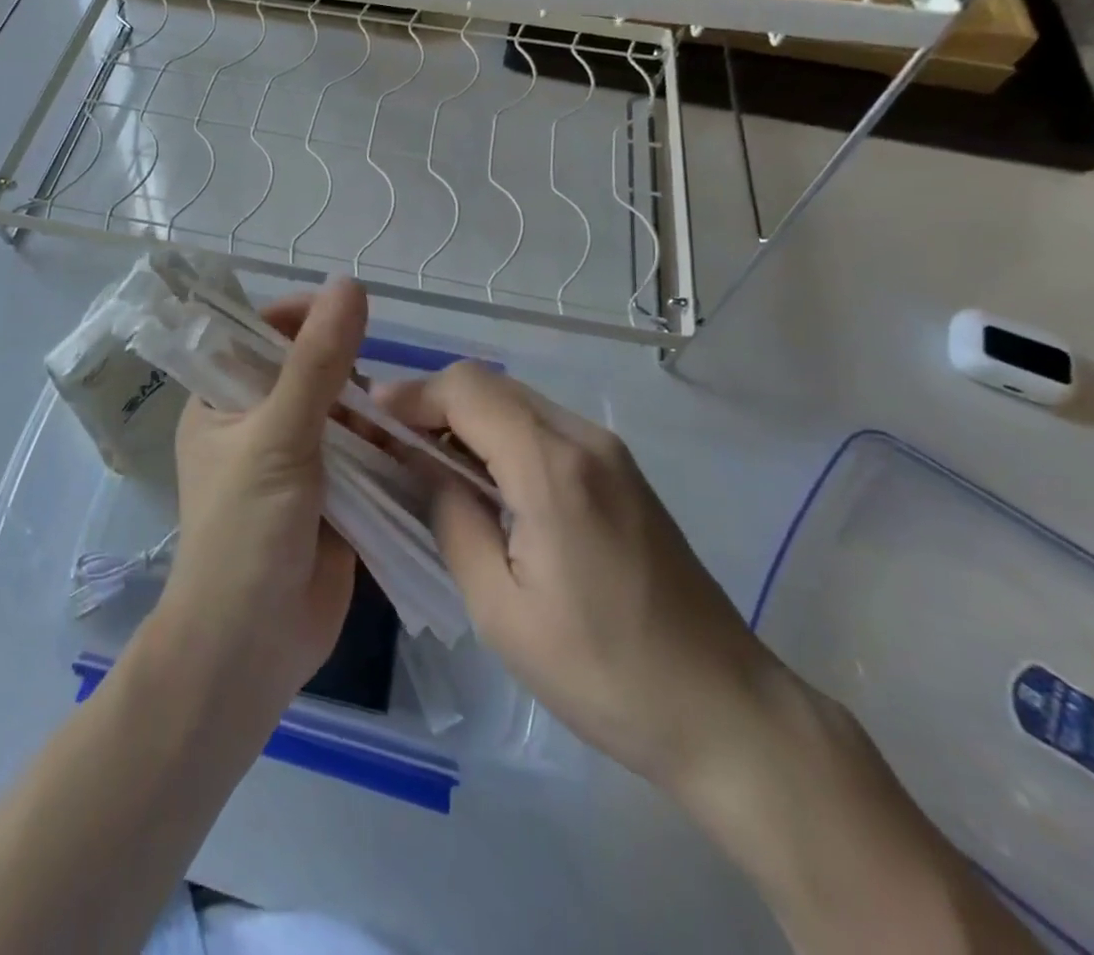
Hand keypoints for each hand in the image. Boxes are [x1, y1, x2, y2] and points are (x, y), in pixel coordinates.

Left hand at [158, 277, 363, 715]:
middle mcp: (257, 424)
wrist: (251, 647)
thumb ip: (318, 362)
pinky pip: (364, 454)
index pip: (259, 335)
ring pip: (344, 412)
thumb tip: (350, 285)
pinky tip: (411, 445)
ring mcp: (297, 461)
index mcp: (222, 402)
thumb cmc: (245, 532)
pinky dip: (385, 447)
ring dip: (371, 412)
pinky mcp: (333, 495)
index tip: (347, 314)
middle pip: (310, 370)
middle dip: (346, 371)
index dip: (300, 318)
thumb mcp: (278, 436)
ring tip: (397, 423)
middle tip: (371, 393)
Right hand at [377, 363, 781, 788]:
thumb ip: (452, 520)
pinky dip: (498, 433)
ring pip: (516, 400)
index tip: (369, 418)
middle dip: (431, 401)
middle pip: (490, 384)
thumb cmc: (603, 672)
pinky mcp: (621, 470)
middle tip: (388, 439)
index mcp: (553, 469)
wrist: (725, 710)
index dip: (411, 394)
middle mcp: (584, 439)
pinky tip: (479, 476)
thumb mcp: (501, 610)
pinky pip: (543, 425)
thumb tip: (422, 469)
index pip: (467, 391)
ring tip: (422, 457)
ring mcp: (609, 451)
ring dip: (464, 416)